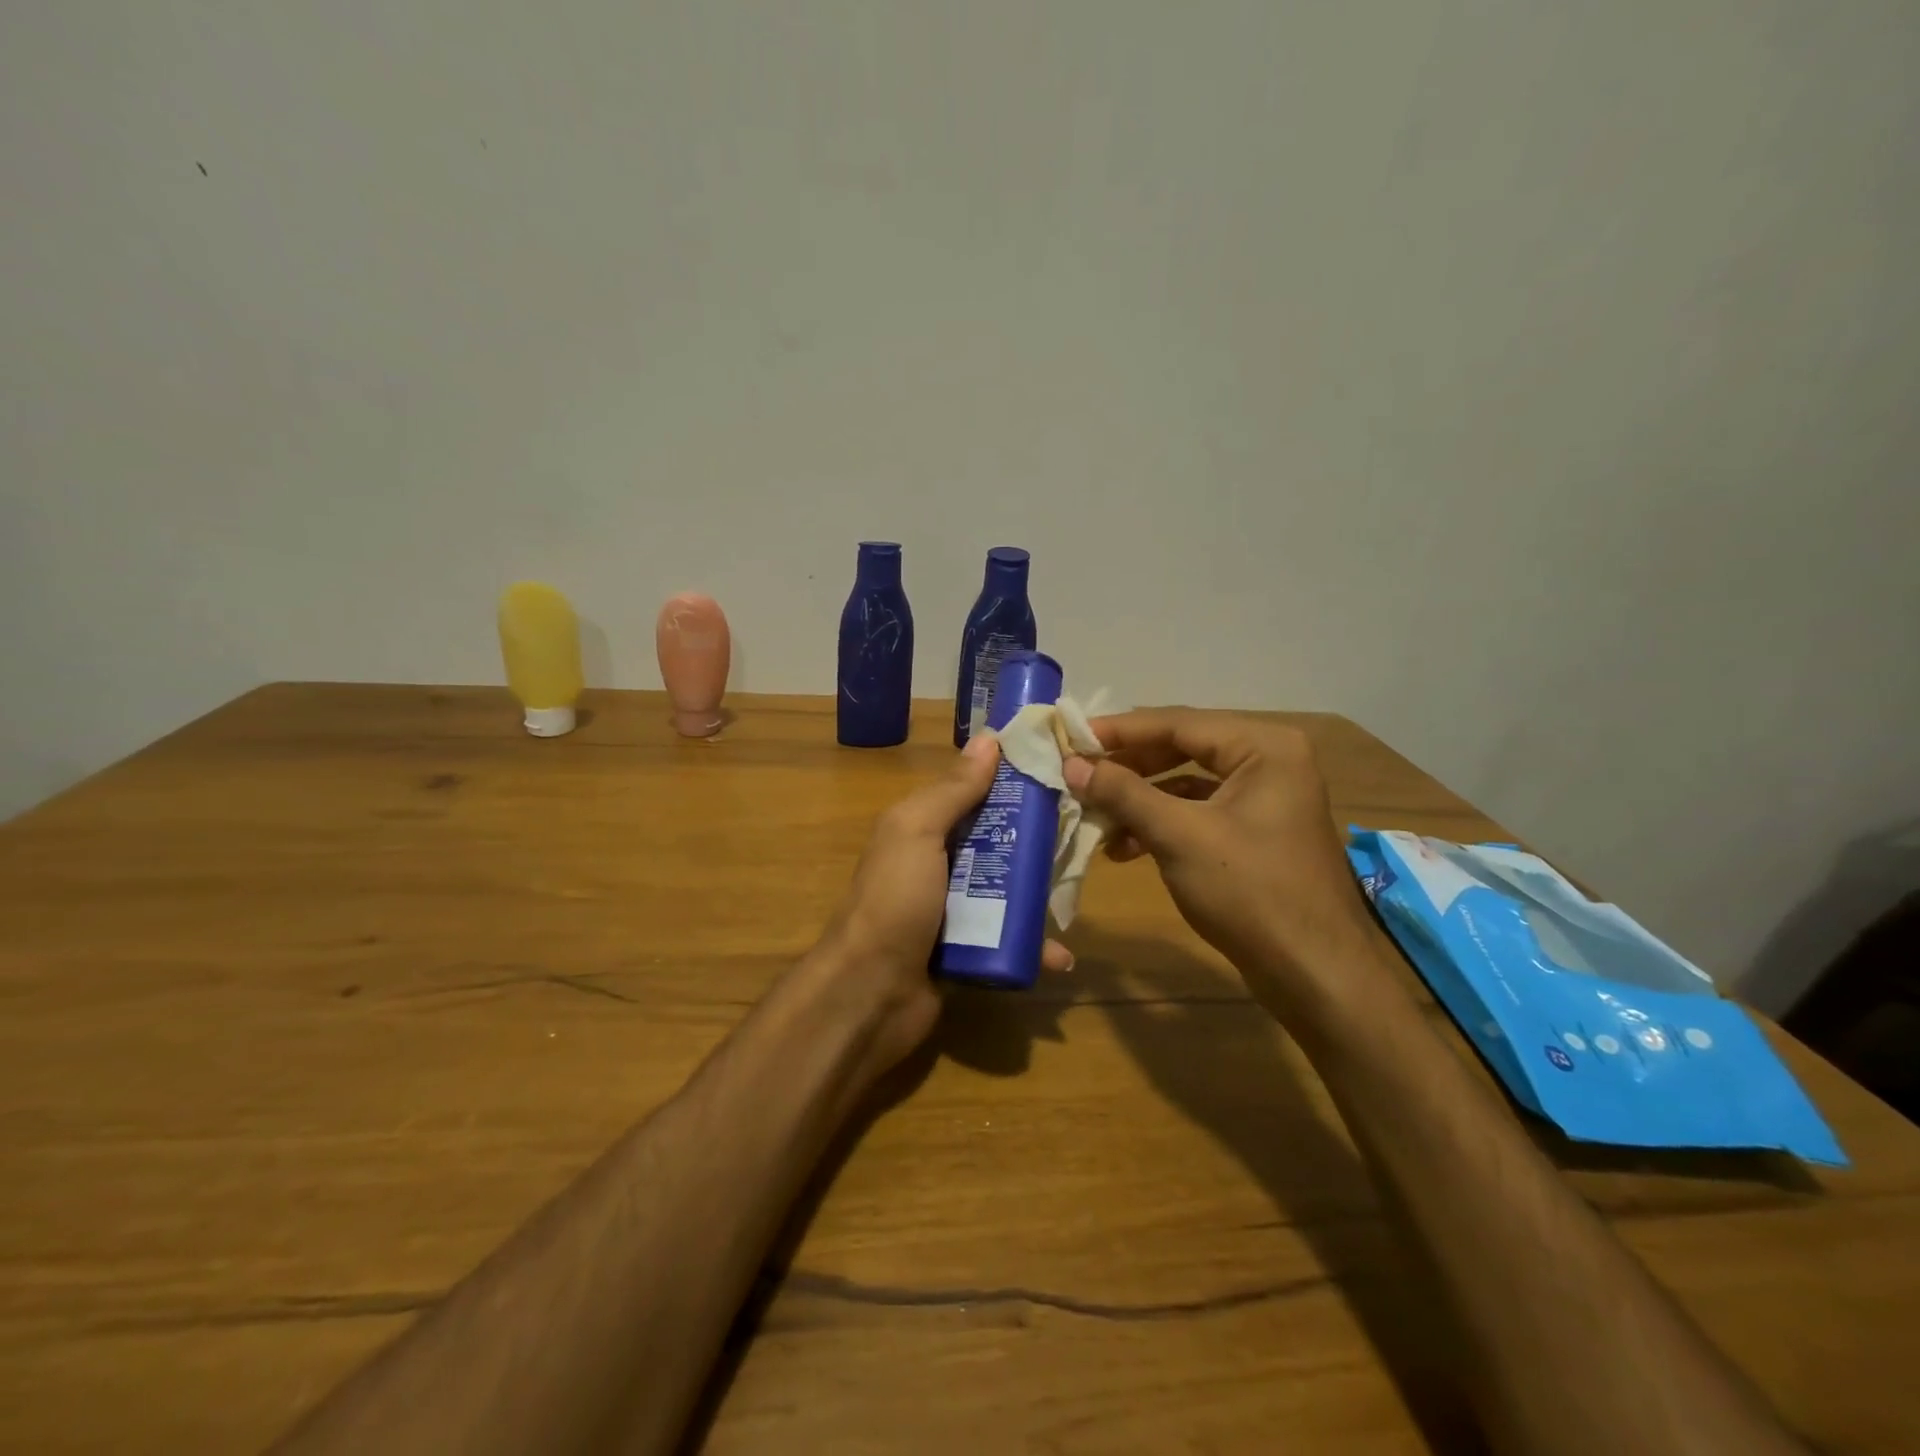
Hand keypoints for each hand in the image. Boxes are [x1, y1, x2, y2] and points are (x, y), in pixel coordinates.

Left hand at [810, 734, 1073, 1083]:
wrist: (870, 993)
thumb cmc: (894, 900)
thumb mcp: (916, 832)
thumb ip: (953, 790)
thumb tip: (989, 738)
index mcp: (923, 827)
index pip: (975, 793)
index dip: (1013, 782)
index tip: (1061, 773)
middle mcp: (939, 863)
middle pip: (999, 841)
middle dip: (1037, 841)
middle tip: (1082, 839)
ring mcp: (953, 908)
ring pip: (1008, 890)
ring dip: (1040, 895)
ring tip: (1075, 898)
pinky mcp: (968, 948)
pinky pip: (1006, 938)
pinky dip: (1031, 944)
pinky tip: (1059, 955)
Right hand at [1062, 709, 1379, 1009]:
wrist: (1315, 974)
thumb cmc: (1250, 892)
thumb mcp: (1179, 836)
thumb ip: (1123, 793)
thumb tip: (1072, 764)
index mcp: (1263, 747)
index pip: (1178, 723)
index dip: (1120, 731)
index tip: (1072, 738)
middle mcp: (1269, 761)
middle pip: (1182, 749)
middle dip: (1128, 768)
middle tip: (1079, 775)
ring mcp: (1265, 798)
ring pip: (1187, 784)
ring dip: (1139, 801)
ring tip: (1096, 818)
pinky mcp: (1256, 832)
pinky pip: (1199, 813)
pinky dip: (1162, 825)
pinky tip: (1125, 848)